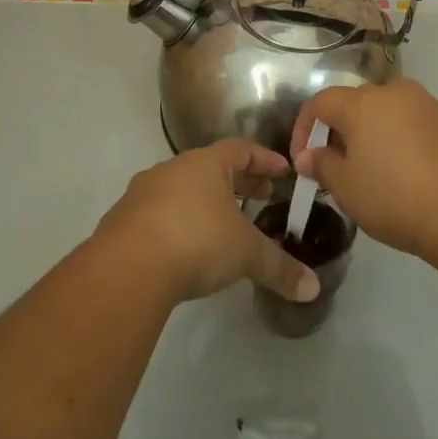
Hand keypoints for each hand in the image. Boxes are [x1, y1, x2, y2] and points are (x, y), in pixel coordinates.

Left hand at [96, 140, 321, 306]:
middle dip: (238, 182)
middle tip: (260, 196)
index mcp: (206, 163)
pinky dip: (179, 222)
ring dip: (205, 202)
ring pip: (183, 189)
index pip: (242, 149)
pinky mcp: (123, 220)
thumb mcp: (246, 254)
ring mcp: (144, 193)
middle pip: (211, 168)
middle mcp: (173, 169)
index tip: (283, 171)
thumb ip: (280, 268)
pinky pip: (159, 213)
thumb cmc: (197, 241)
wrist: (128, 268)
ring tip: (224, 224)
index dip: (264, 160)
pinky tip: (186, 247)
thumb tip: (313, 289)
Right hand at [290, 80, 437, 264]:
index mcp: (362, 102)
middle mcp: (394, 92)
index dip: (304, 128)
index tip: (303, 160)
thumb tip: (308, 156)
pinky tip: (407, 175)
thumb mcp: (347, 188)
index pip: (320, 102)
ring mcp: (428, 105)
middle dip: (339, 132)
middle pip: (355, 104)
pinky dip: (401, 142)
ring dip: (372, 135)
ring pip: (387, 113)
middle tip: (336, 167)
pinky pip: (414, 125)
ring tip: (371, 172)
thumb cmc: (395, 198)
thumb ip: (322, 165)